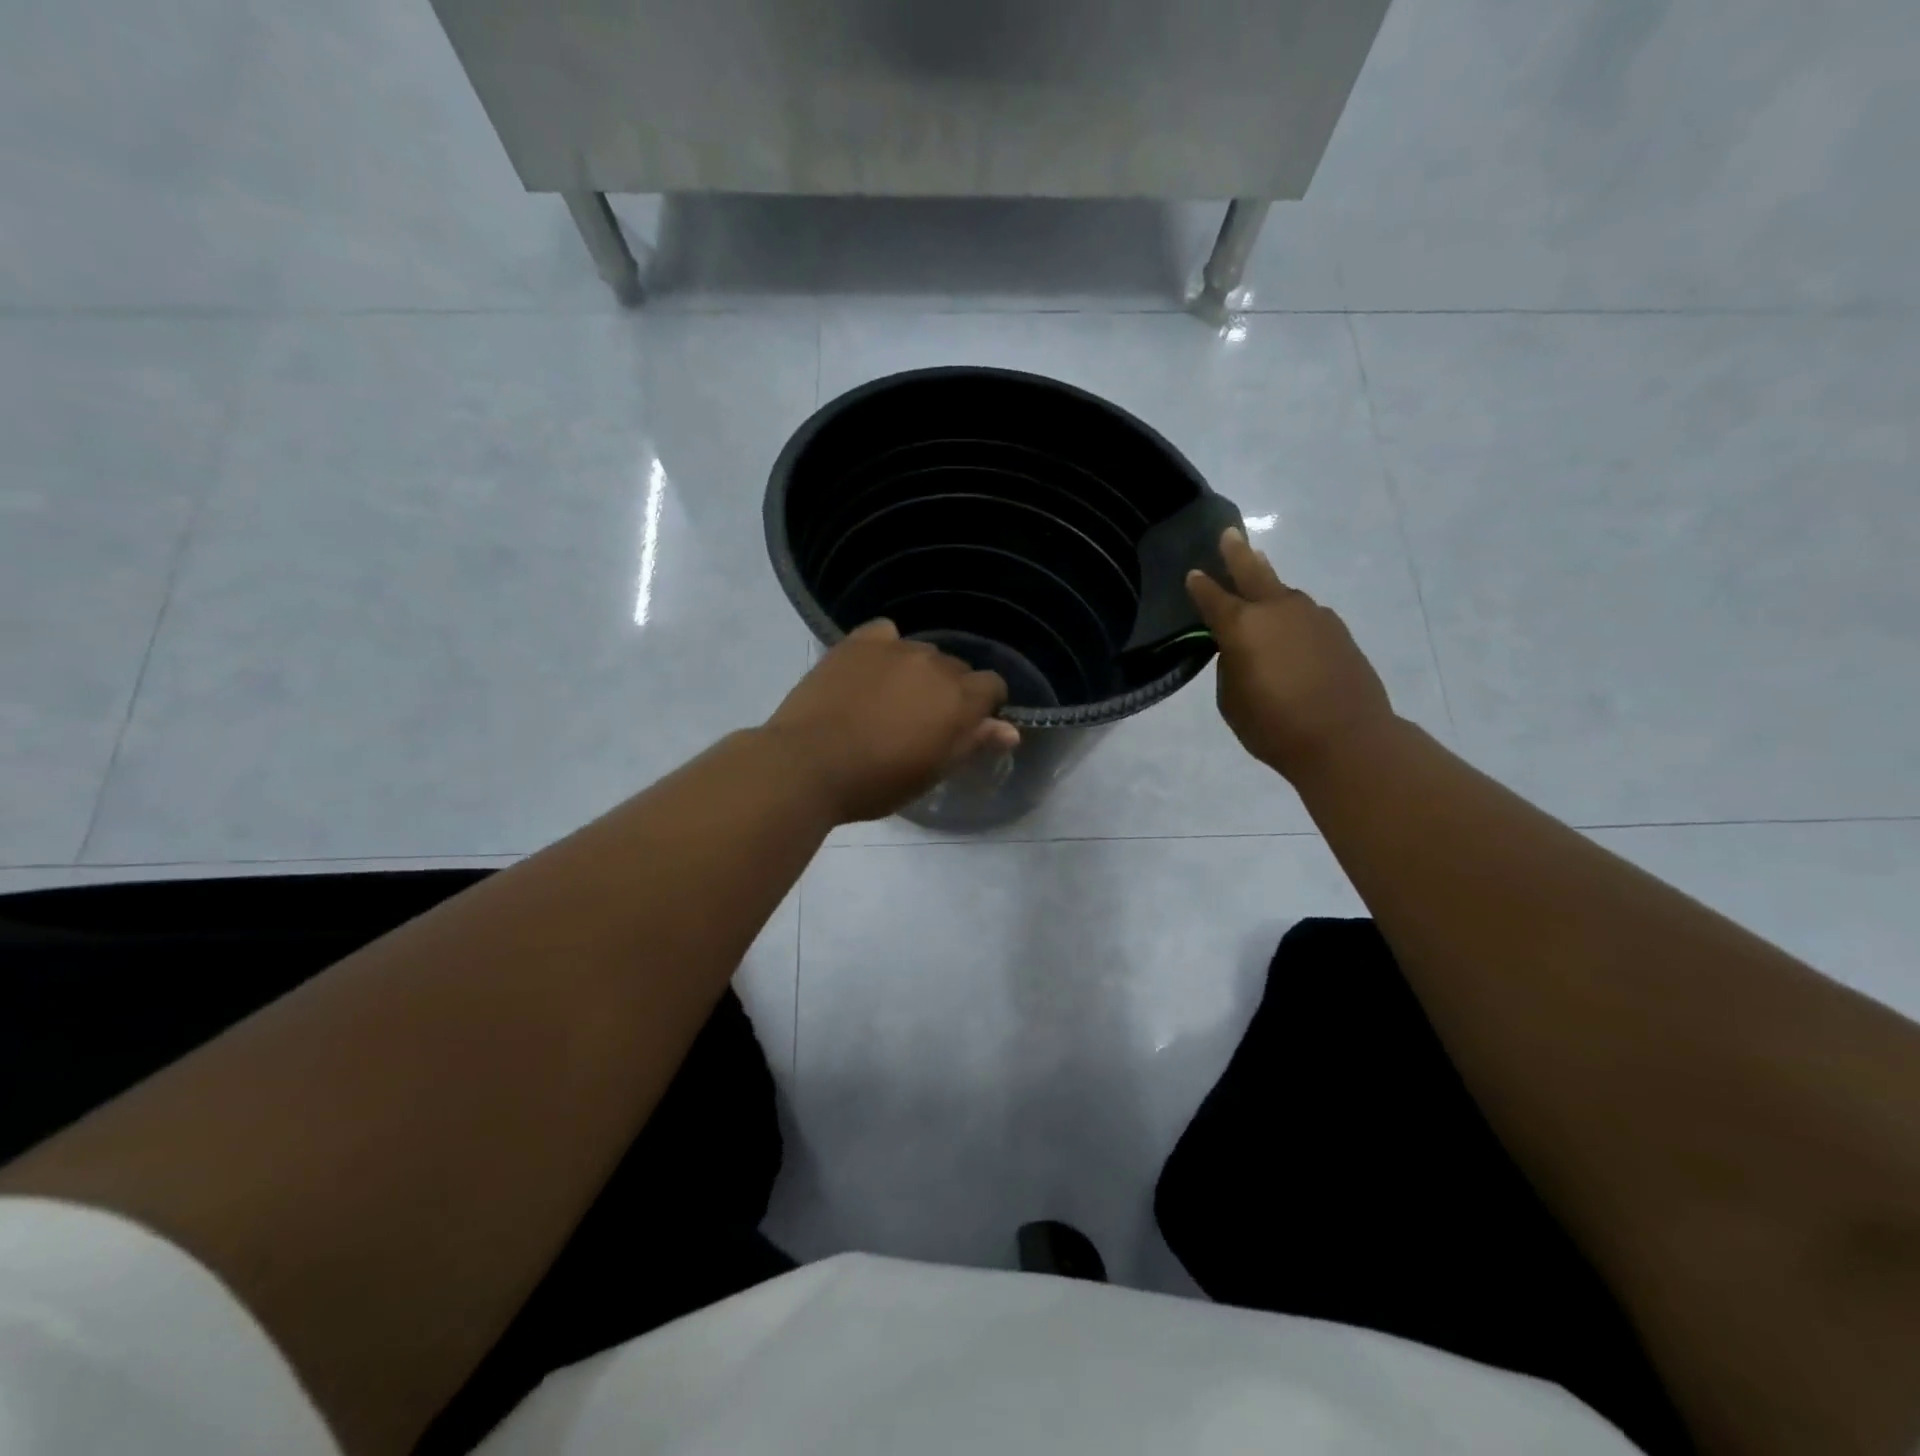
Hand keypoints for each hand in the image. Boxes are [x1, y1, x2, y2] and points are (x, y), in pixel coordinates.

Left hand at [765, 620, 1020, 822]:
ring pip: (922, 652)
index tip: (963, 727)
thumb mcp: (932, 772)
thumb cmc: (876, 782)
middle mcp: (935, 664)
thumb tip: (1010, 730)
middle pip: (956, 668)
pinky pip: (885, 634)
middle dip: (948, 690)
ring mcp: (895, 648)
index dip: (983, 706)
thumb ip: (973, 743)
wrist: (808, 764)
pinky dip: (885, 649)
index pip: (992, 686)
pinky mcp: (858, 642)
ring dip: (917, 671)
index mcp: (959, 699)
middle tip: (920, 721)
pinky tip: (871, 670)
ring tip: (889, 699)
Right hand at [1186, 528, 1395, 782]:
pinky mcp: (1337, 629)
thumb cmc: (1274, 726)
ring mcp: (1312, 616)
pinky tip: (1290, 628)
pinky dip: (1292, 615)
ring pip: (1283, 592)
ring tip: (1259, 576)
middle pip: (1253, 571)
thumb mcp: (1232, 701)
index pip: (1212, 598)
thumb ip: (1231, 666)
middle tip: (1230, 534)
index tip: (1193, 574)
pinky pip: (1305, 614)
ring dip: (1268, 583)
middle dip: (1238, 553)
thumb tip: (1242, 649)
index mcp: (1242, 627)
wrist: (1347, 738)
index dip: (1200, 586)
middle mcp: (1277, 610)